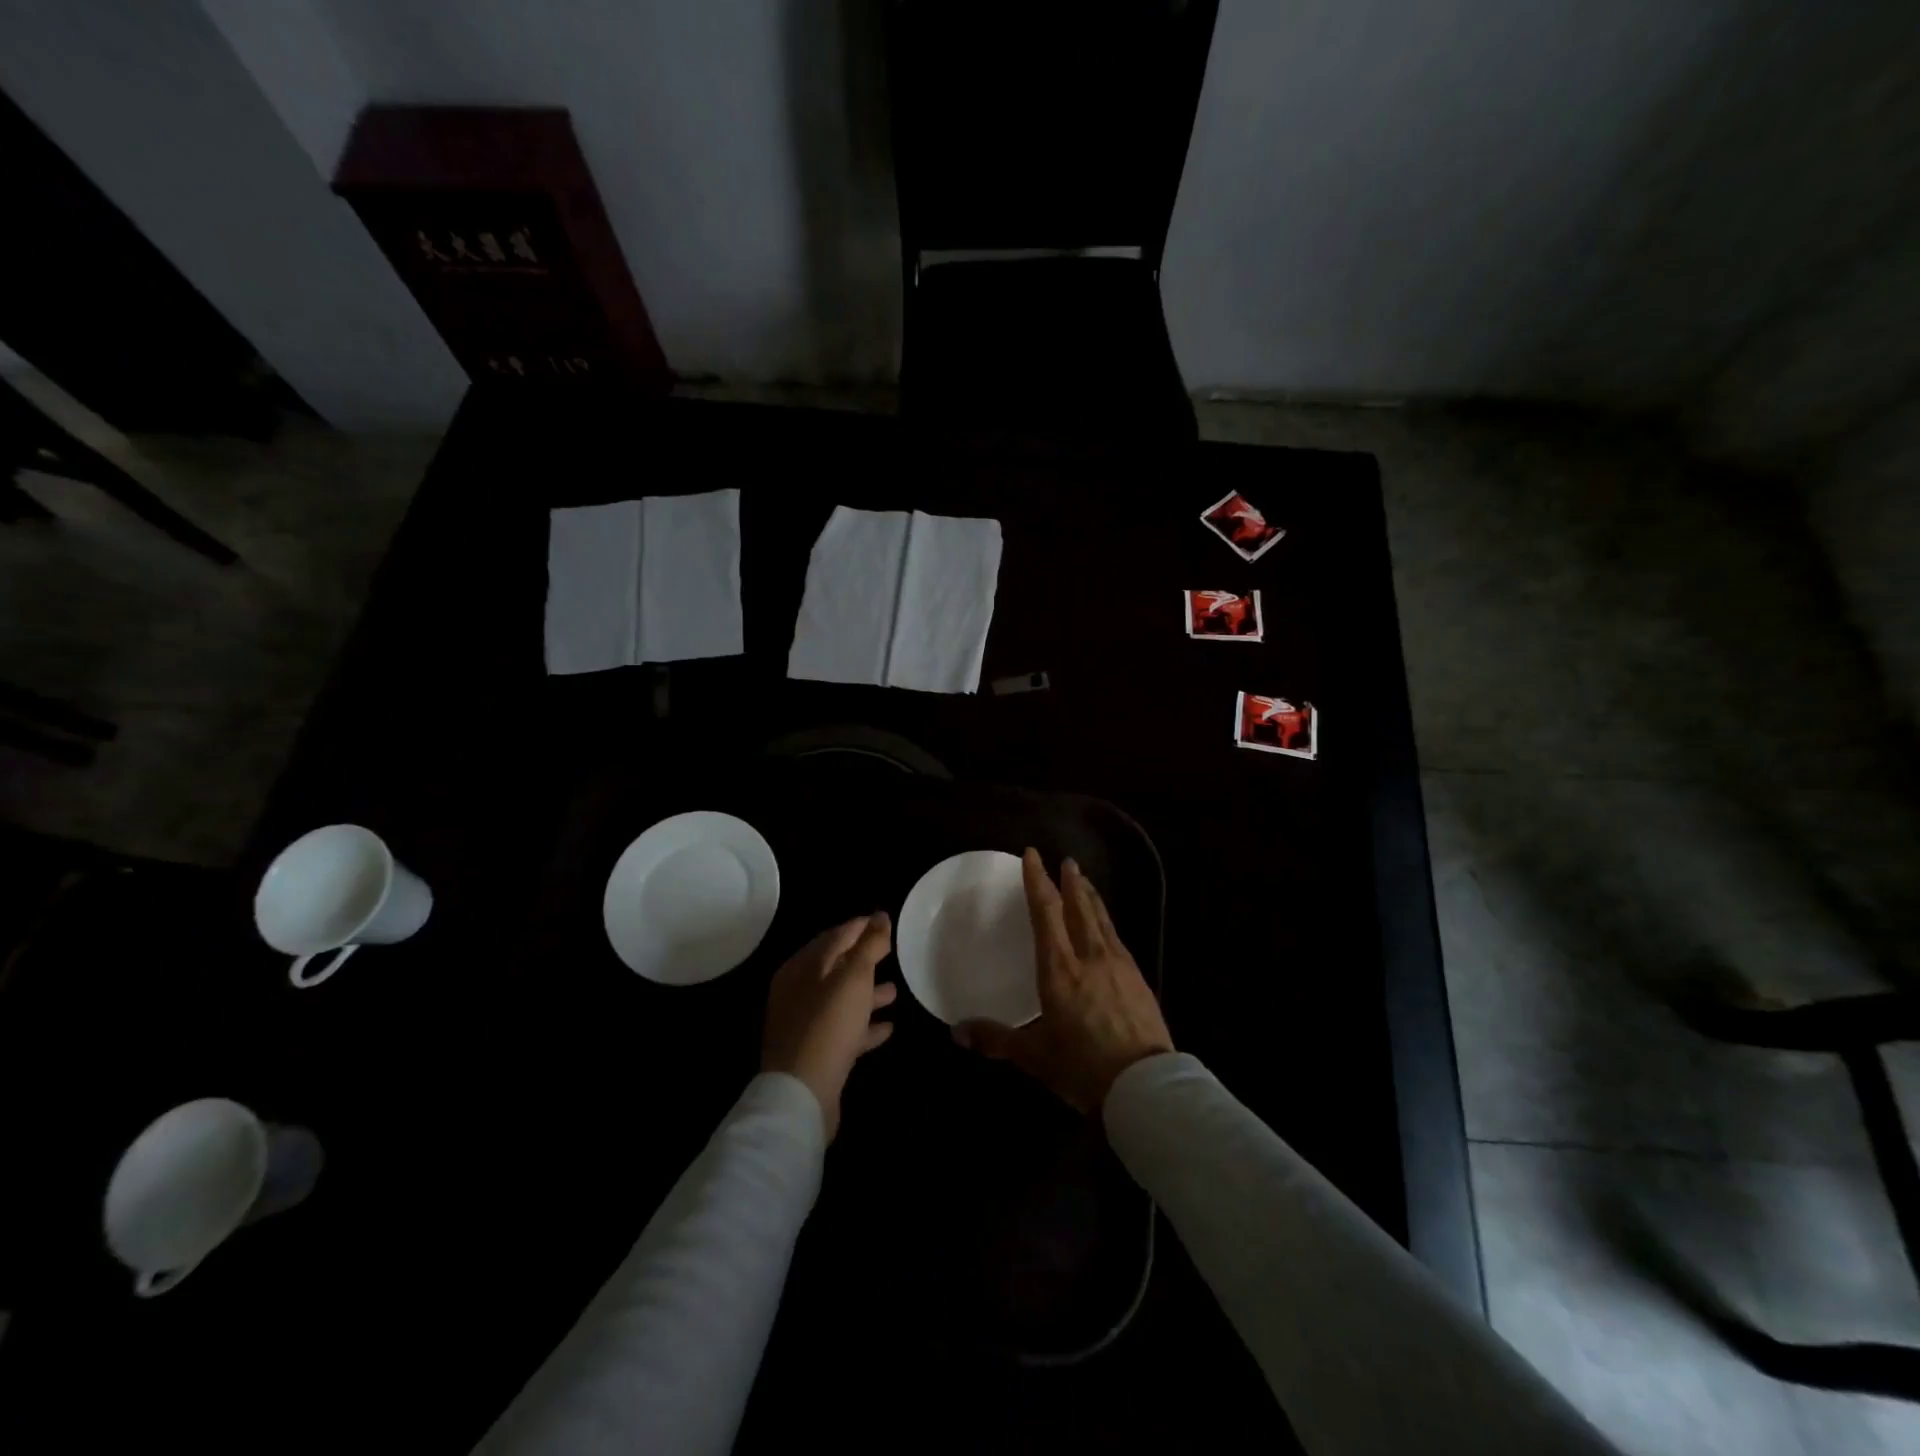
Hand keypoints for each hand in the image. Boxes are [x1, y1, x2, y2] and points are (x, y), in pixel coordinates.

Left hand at [762, 913, 897, 1140]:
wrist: (802, 1094)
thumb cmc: (829, 1024)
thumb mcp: (854, 978)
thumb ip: (869, 945)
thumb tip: (880, 915)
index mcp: (801, 968)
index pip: (835, 936)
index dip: (861, 926)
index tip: (885, 921)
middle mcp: (798, 992)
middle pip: (836, 967)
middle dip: (864, 959)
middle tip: (892, 952)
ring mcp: (805, 1024)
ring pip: (841, 1000)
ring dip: (867, 993)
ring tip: (896, 990)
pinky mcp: (816, 1053)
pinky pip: (844, 1030)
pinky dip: (864, 1025)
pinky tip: (888, 1027)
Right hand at [955, 849, 1172, 1112]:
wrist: (1145, 1086)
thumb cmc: (1083, 1068)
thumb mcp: (1035, 1056)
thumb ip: (996, 1040)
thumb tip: (956, 1032)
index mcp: (1060, 969)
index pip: (1046, 913)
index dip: (1037, 881)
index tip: (1033, 856)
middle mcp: (1089, 957)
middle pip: (1078, 908)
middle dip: (1070, 882)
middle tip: (1066, 861)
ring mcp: (1118, 965)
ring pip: (1102, 919)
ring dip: (1091, 897)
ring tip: (1085, 882)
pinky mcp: (1138, 978)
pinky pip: (1117, 938)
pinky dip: (1106, 922)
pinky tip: (1106, 929)